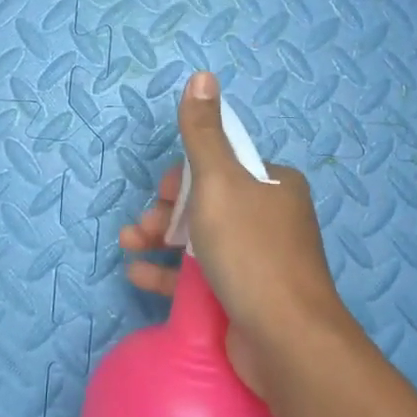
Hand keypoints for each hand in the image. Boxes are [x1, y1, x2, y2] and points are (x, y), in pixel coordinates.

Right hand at [118, 71, 356, 397]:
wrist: (288, 342)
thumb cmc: (252, 252)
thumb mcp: (220, 183)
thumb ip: (203, 133)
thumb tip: (202, 75)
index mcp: (273, 184)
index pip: (221, 165)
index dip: (184, 176)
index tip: (162, 194)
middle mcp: (271, 217)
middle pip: (207, 203)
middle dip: (166, 212)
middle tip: (140, 229)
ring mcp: (259, 260)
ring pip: (201, 240)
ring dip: (160, 240)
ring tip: (128, 248)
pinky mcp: (246, 297)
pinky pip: (201, 276)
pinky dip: (169, 274)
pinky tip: (139, 277)